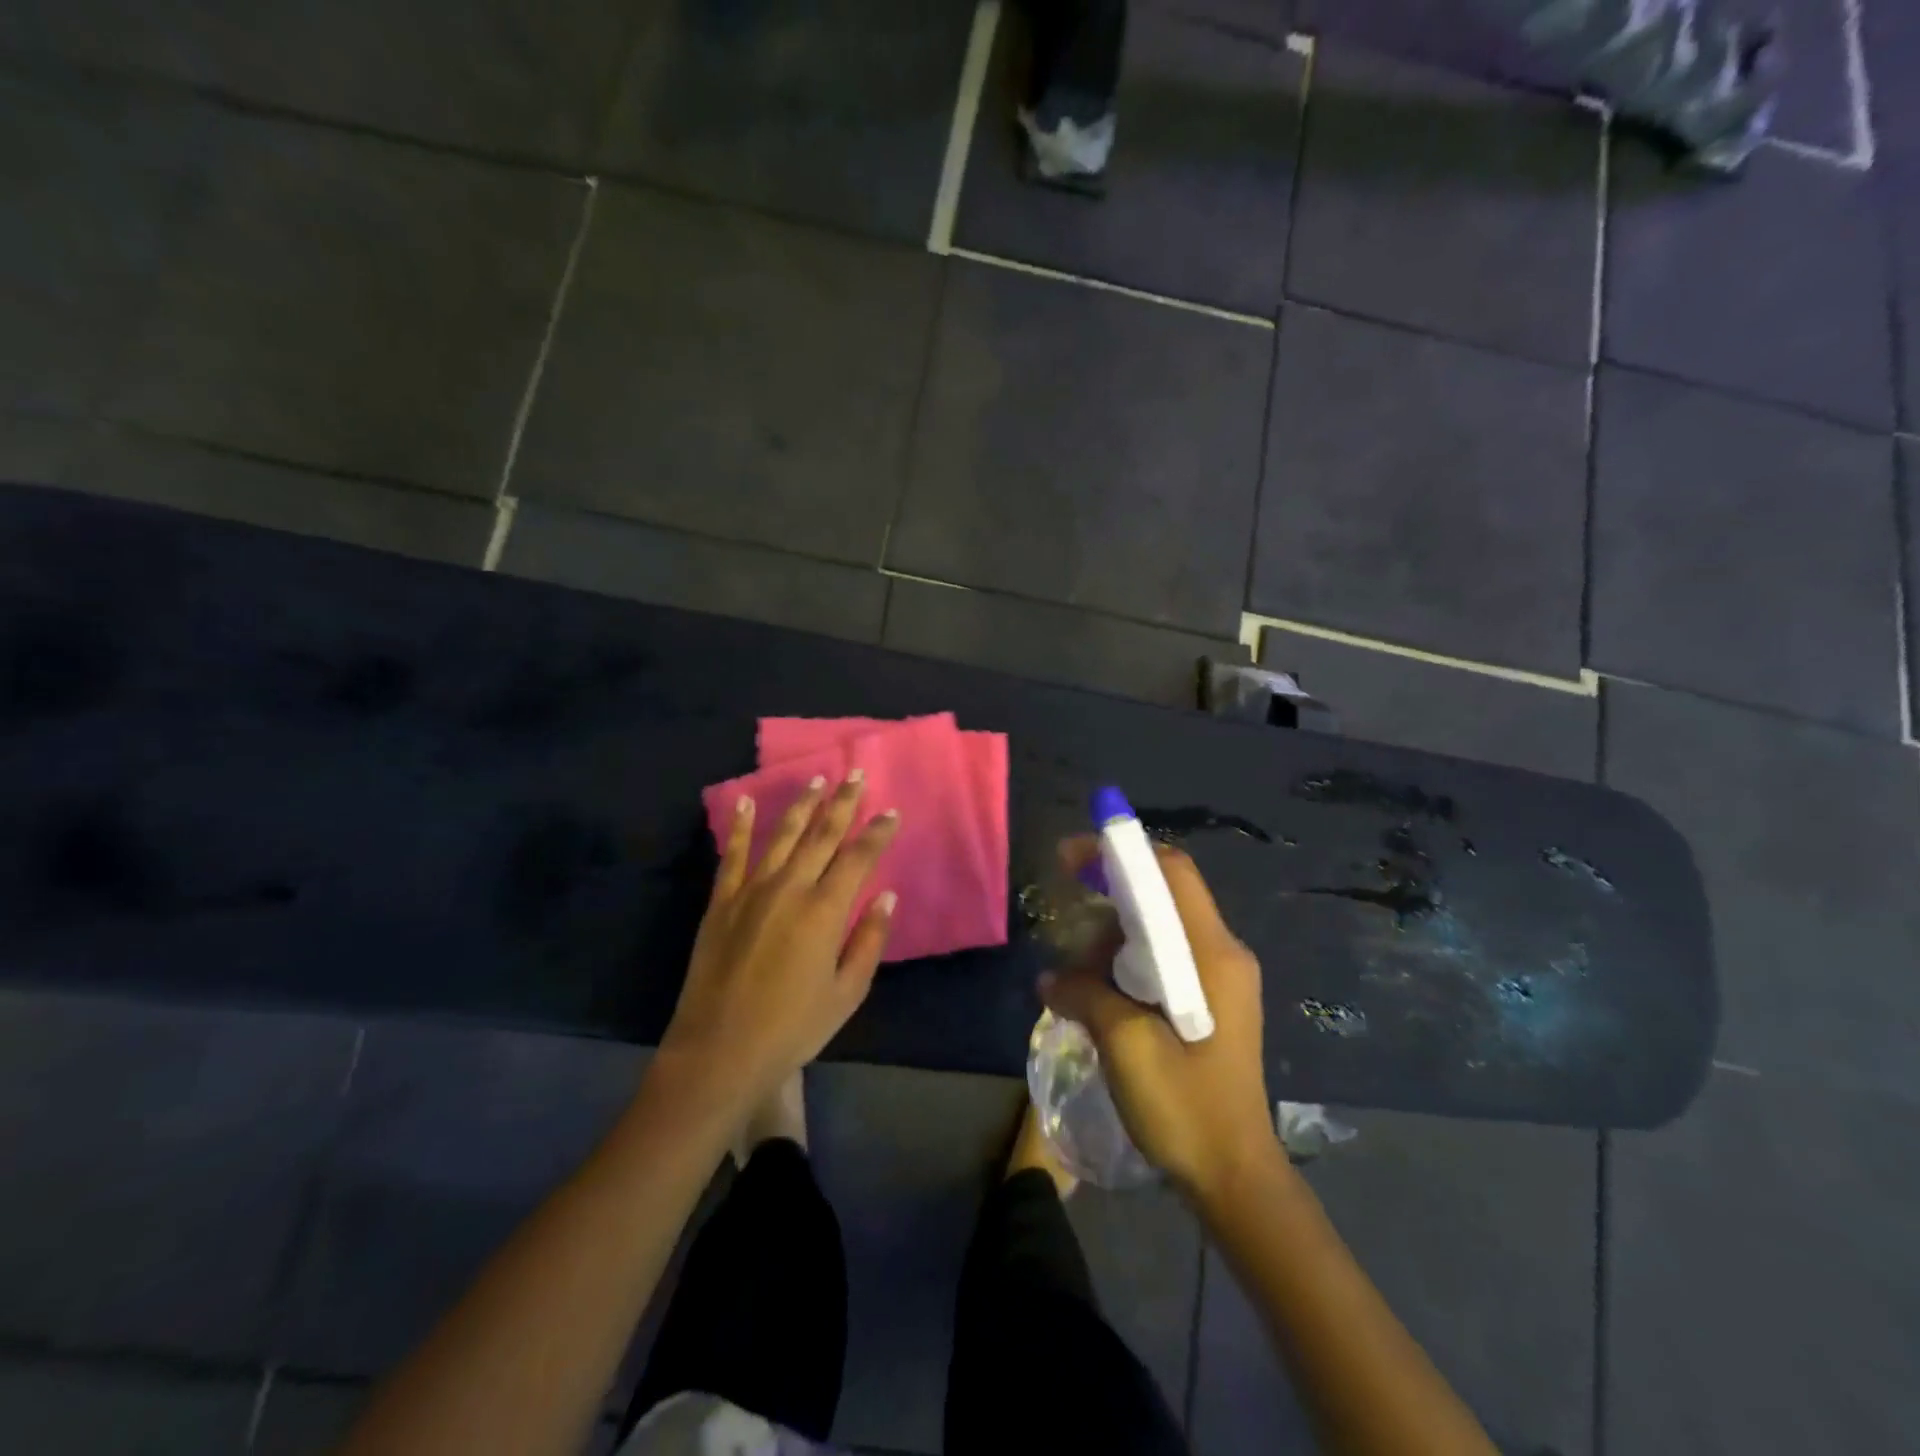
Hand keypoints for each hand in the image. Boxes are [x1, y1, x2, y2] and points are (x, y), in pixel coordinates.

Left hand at [660, 773, 900, 1112]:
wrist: (718, 1052)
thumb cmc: (792, 1028)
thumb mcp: (846, 993)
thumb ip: (869, 941)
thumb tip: (887, 897)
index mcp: (824, 911)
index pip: (858, 858)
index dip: (877, 833)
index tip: (891, 812)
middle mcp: (789, 889)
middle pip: (822, 835)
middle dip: (843, 803)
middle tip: (856, 774)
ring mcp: (750, 892)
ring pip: (781, 835)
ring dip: (801, 805)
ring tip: (816, 779)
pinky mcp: (721, 903)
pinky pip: (732, 855)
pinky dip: (739, 827)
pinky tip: (744, 803)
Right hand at [1041, 838, 1277, 1202]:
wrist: (1235, 1177)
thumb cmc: (1186, 1107)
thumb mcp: (1125, 1044)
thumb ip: (1085, 995)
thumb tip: (1050, 977)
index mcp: (1212, 953)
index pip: (1171, 872)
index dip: (1122, 852)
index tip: (1072, 856)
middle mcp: (1222, 954)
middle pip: (1164, 894)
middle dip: (1112, 891)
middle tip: (1067, 905)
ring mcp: (1219, 978)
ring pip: (1160, 927)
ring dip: (1114, 933)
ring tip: (1077, 967)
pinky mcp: (1210, 1002)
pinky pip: (1164, 958)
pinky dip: (1127, 959)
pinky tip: (1097, 988)